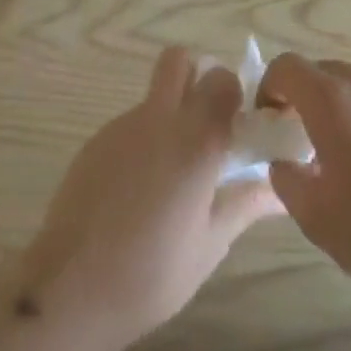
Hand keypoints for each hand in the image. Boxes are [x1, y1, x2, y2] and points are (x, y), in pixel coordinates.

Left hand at [21, 47, 282, 350]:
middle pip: (180, 60)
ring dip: (170, 110)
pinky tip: (139, 187)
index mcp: (197, 139)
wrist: (69, 290)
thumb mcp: (210, 244)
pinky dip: (143, 139)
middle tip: (206, 118)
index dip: (234, 94)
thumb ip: (245, 205)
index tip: (238, 125)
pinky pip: (130, 123)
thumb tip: (281, 194)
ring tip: (172, 166)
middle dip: (197, 75)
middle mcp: (161, 118)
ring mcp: (123, 126)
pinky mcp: (96, 141)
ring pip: (154, 93)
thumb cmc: (152, 272)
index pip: (223, 80)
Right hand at [258, 54, 350, 309]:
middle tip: (304, 144)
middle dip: (304, 100)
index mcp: (332, 98)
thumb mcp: (315, 217)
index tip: (271, 124)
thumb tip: (285, 160)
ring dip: (340, 108)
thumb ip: (286, 178)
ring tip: (349, 157)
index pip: (286, 67)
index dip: (269, 89)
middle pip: (321, 73)